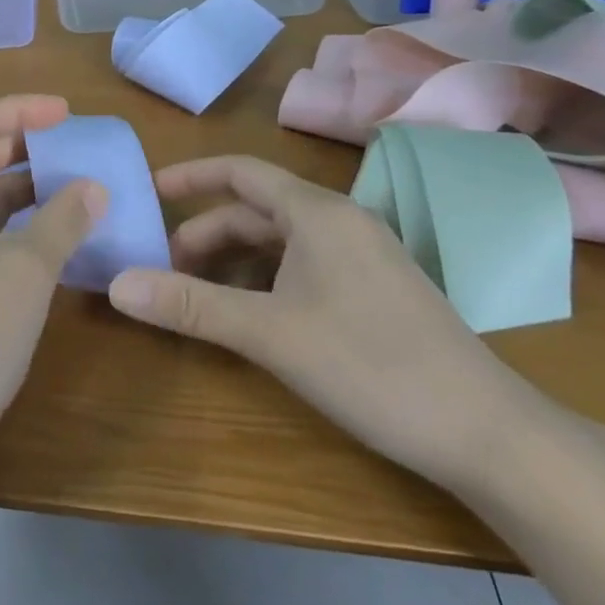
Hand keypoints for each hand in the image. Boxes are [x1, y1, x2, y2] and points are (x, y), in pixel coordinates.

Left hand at [0, 94, 105, 475]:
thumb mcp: (26, 270)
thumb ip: (63, 220)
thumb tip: (93, 188)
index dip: (21, 110)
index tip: (68, 112)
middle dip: (24, 148)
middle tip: (76, 148)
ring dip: (21, 190)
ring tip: (73, 187)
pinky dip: (10, 227)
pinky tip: (50, 235)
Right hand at [105, 155, 533, 486]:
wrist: (488, 432)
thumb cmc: (371, 365)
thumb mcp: (269, 333)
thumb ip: (190, 305)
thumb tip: (116, 285)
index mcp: (318, 214)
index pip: (241, 171)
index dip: (191, 176)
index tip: (147, 191)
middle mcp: (341, 223)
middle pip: (256, 210)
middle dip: (205, 232)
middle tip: (164, 268)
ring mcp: (363, 257)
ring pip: (280, 241)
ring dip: (233, 259)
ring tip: (197, 293)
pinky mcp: (375, 291)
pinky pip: (304, 266)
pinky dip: (265, 279)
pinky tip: (250, 313)